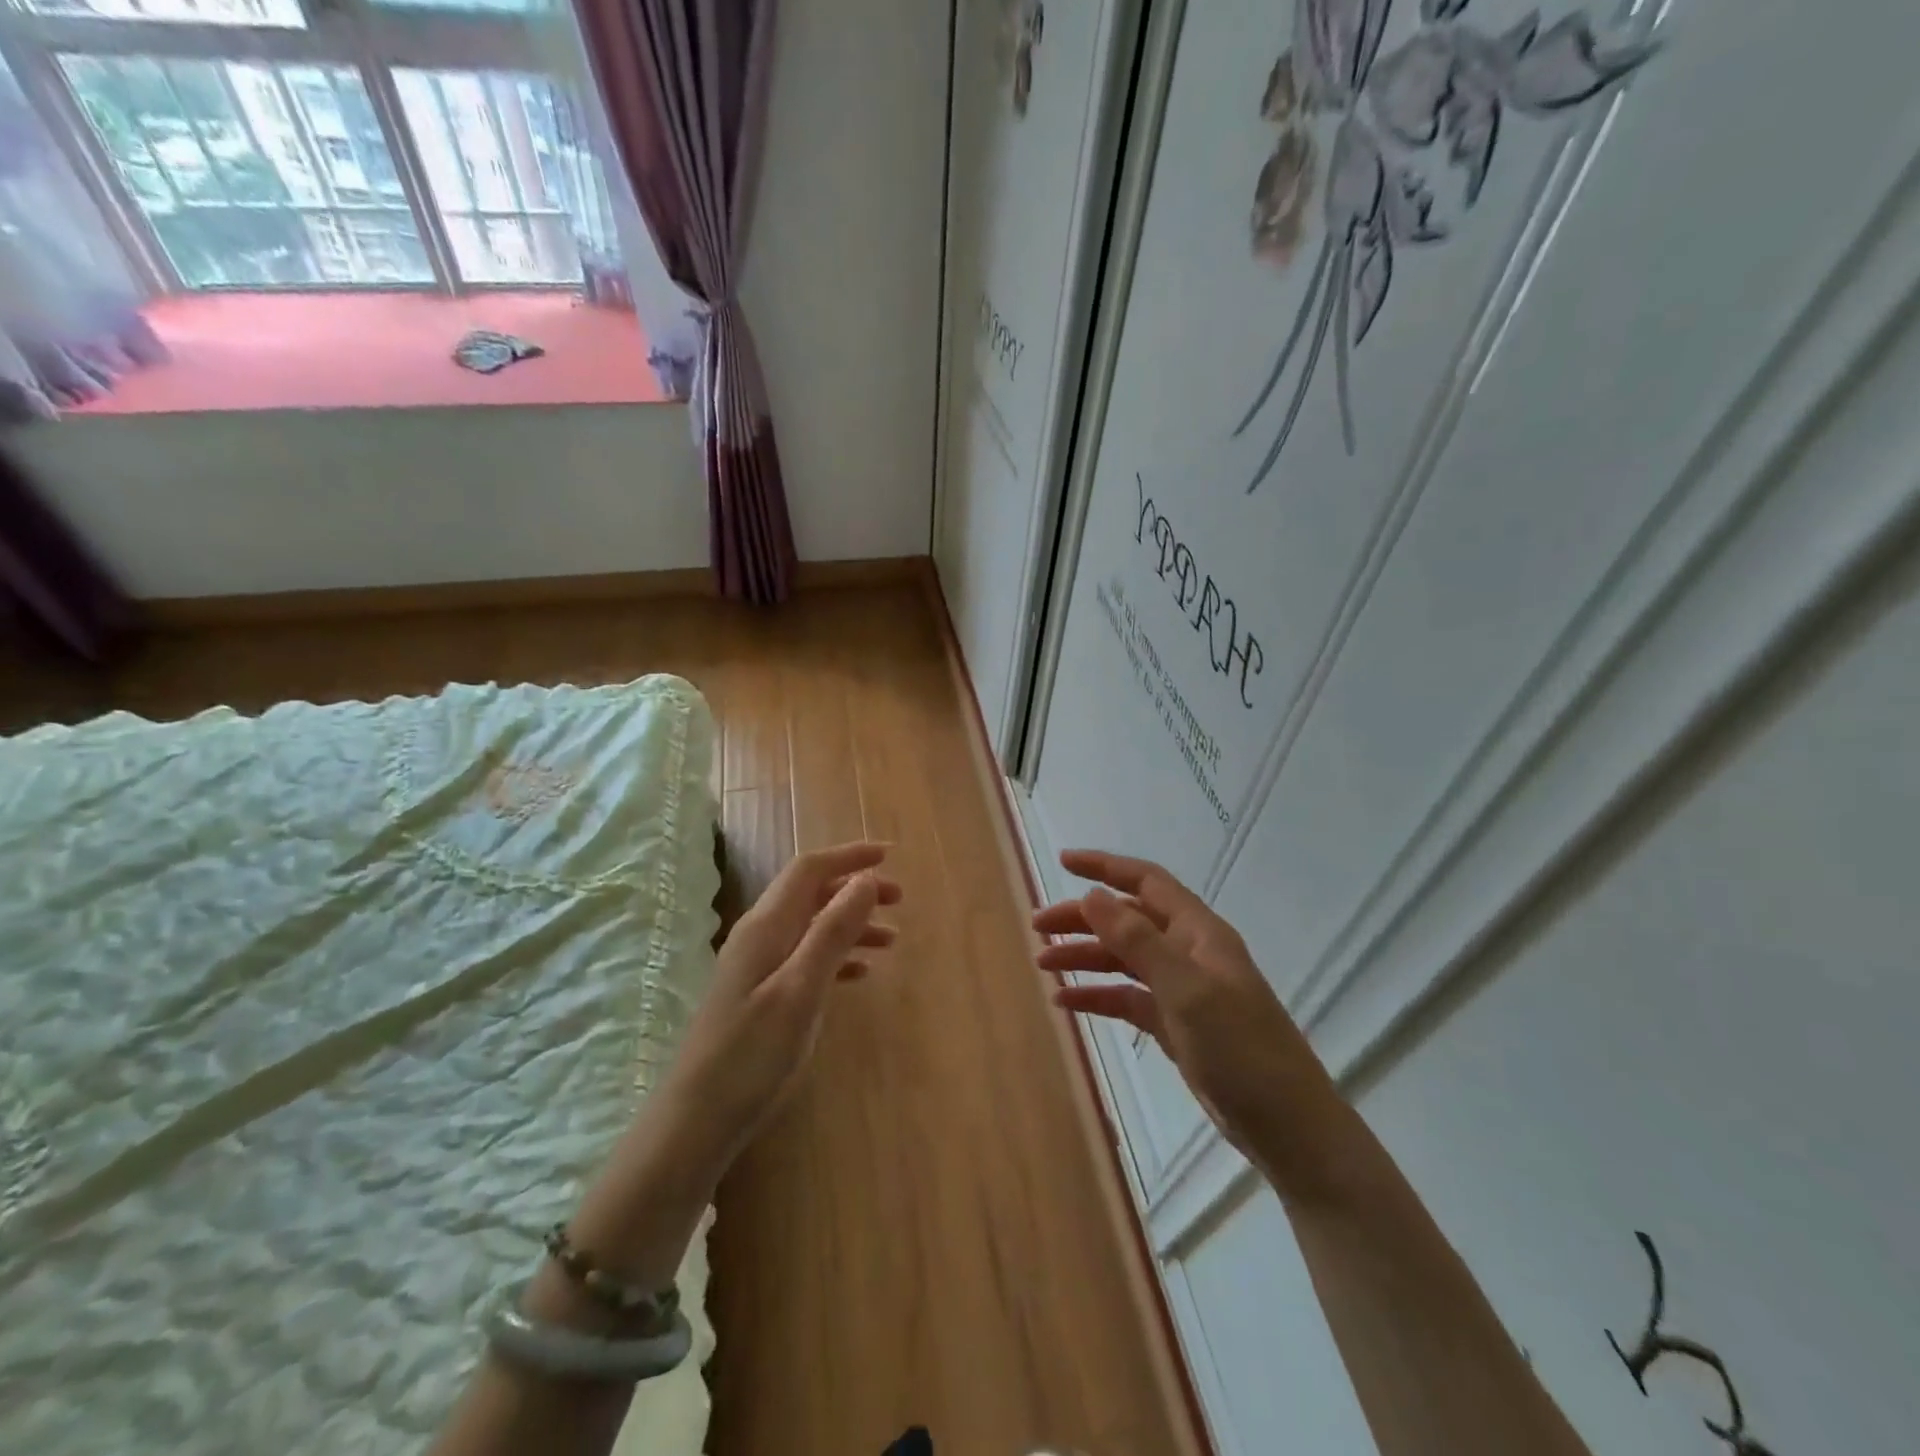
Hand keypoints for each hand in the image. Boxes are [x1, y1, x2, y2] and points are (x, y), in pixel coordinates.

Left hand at [666, 841, 900, 1159]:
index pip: (809, 869)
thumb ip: (832, 932)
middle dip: (856, 889)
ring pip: (811, 925)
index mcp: (767, 926)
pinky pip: (805, 956)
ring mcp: (757, 965)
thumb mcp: (800, 990)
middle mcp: (760, 935)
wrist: (697, 1120)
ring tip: (891, 940)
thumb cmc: (752, 1054)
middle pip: (812, 893)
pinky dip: (836, 954)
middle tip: (899, 900)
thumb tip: (866, 880)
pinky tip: (860, 973)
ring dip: (851, 923)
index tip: (889, 856)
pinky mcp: (760, 993)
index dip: (848, 856)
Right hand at [1034, 849, 1330, 1163]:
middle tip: (1038, 925)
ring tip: (1043, 962)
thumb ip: (1138, 941)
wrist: (1288, 1127)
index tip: (1063, 862)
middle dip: (1083, 918)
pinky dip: (1098, 996)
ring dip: (1085, 957)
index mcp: (1198, 932)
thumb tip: (1093, 894)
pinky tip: (1066, 1002)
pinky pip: (1128, 999)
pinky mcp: (1176, 1025)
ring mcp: (1182, 990)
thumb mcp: (1186, 990)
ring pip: (1123, 960)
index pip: (1146, 882)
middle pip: (1127, 920)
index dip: (1105, 867)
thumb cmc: (1241, 1050)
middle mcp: (1189, 952)